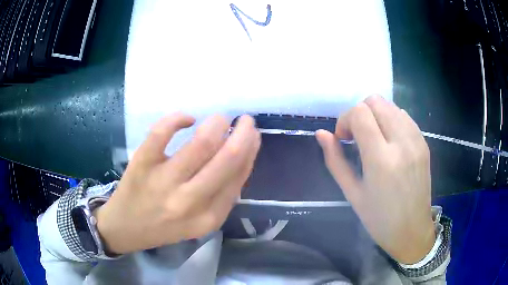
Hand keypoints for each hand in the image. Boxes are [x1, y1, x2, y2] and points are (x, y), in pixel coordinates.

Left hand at [95, 113, 260, 253]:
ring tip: (220, 119)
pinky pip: (162, 132)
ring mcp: (163, 182)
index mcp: (208, 217)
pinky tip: (187, 118)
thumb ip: (222, 196)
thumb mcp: (200, 221)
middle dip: (243, 133)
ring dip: (217, 123)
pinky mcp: (141, 164)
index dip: (250, 151)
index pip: (238, 177)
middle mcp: (189, 202)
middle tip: (245, 120)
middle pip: (227, 158)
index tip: (253, 136)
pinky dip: (178, 118)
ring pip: (201, 143)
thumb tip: (242, 157)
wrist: (126, 229)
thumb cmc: (164, 226)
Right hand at [316, 95, 434, 263]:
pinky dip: (391, 120)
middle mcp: (402, 143)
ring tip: (373, 139)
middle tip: (357, 137)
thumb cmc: (378, 219)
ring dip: (376, 115)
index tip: (344, 138)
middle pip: (376, 101)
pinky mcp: (424, 143)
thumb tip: (321, 133)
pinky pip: (404, 116)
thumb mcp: (352, 193)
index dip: (345, 119)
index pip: (360, 113)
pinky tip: (389, 141)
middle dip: (360, 113)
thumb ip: (335, 159)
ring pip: (391, 105)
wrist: (412, 230)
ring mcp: (416, 141)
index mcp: (381, 159)